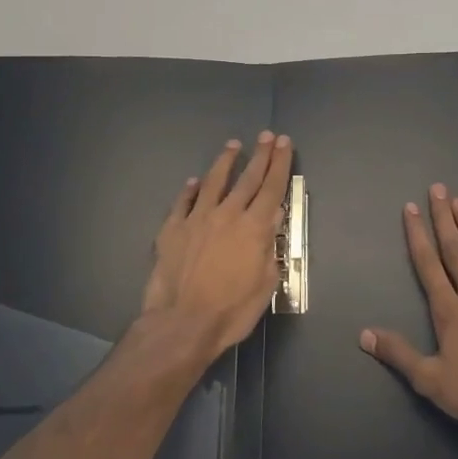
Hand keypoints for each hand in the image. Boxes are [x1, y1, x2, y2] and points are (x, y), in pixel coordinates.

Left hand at [141, 132, 293, 361]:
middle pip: (247, 178)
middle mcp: (227, 214)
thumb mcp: (265, 282)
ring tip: (233, 145)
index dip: (280, 163)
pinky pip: (183, 202)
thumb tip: (273, 217)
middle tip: (267, 135)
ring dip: (225, 162)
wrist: (182, 324)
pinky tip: (194, 181)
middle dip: (260, 155)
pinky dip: (190, 190)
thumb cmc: (232, 310)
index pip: (272, 187)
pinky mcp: (172, 230)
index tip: (285, 143)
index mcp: (254, 227)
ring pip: (213, 182)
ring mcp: (197, 219)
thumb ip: (269, 246)